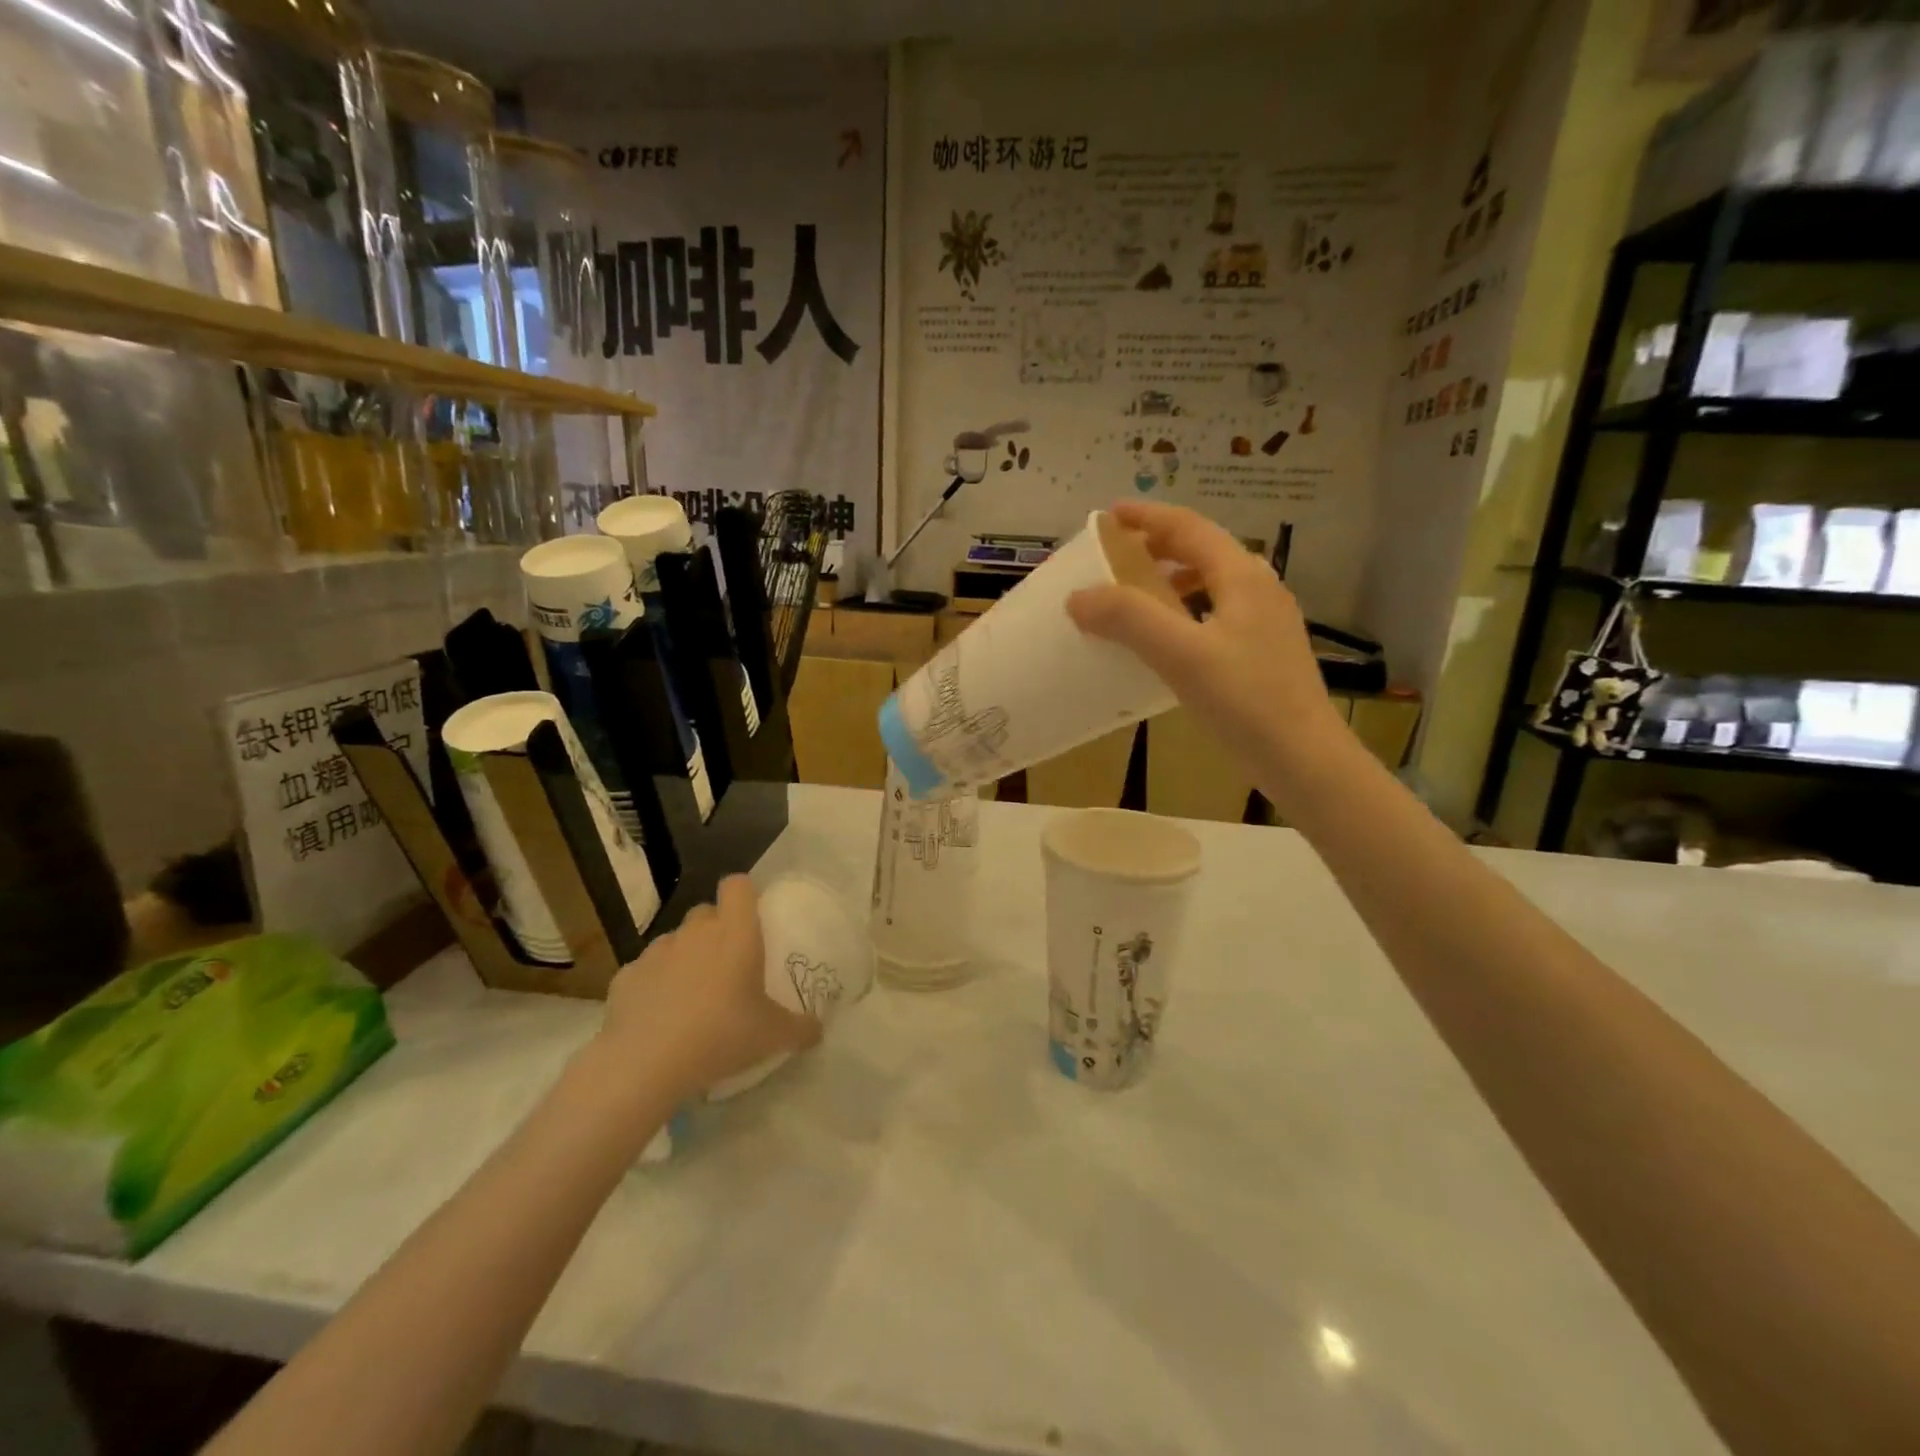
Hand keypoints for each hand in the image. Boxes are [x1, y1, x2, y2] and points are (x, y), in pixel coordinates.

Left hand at [595, 876, 821, 1100]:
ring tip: (692, 996)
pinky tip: (659, 1018)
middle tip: (728, 966)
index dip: (745, 895)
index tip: (753, 918)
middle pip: (706, 912)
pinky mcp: (626, 976)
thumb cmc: (720, 1035)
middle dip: (716, 930)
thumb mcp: (773, 1036)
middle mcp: (695, 932)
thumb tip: (818, 1030)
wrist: (645, 1064)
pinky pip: (646, 971)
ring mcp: (656, 952)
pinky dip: (654, 985)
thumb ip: (801, 1028)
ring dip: (685, 958)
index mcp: (735, 933)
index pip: (738, 886)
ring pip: (676, 941)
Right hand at [1067, 500, 1348, 796]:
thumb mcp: (1181, 655)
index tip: (1108, 515)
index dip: (1147, 517)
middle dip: (1157, 546)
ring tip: (1136, 595)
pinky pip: (1216, 613)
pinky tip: (1168, 641)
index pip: (1189, 528)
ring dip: (1171, 580)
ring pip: (1211, 583)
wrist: (1305, 759)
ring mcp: (1266, 621)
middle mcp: (1258, 588)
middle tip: (1116, 556)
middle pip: (1203, 551)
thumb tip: (1078, 597)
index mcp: (1242, 576)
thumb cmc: (1246, 701)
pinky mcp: (1264, 652)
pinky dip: (1184, 611)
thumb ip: (1129, 619)